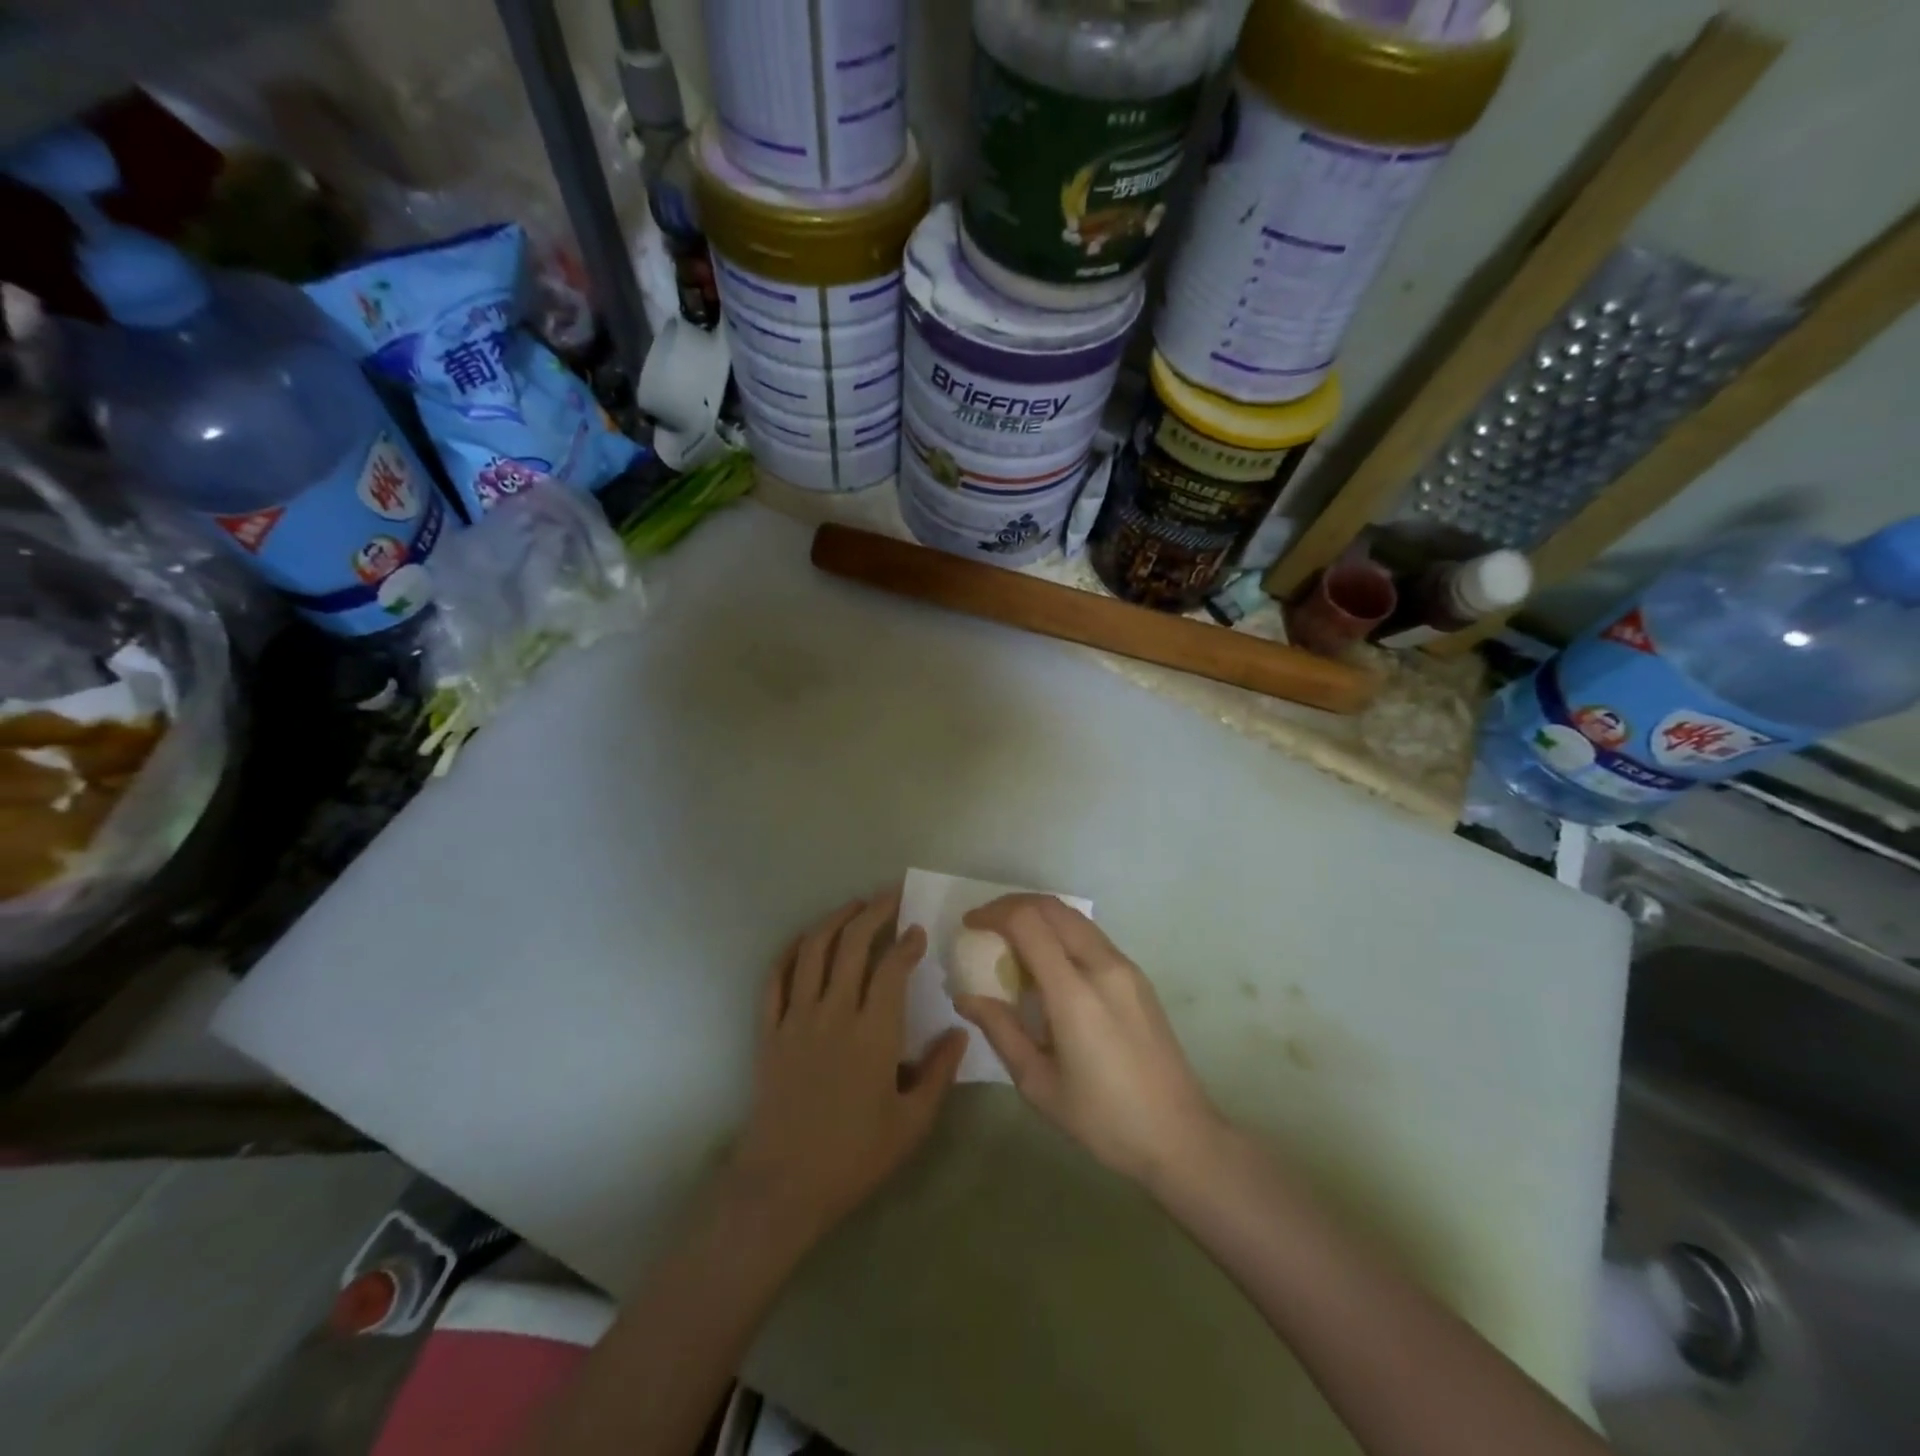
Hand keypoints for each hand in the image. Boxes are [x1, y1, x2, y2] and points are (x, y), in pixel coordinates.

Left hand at [729, 889, 968, 1242]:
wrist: (783, 1186)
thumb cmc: (854, 1156)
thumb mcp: (911, 1123)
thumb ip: (939, 1073)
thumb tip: (961, 1030)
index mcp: (873, 1033)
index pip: (891, 969)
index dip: (906, 943)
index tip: (917, 929)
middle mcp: (834, 1013)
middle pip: (851, 945)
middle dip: (873, 913)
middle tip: (889, 896)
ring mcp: (796, 1019)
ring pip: (812, 951)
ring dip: (833, 921)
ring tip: (852, 906)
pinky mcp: (769, 1031)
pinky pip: (774, 979)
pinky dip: (789, 952)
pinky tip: (803, 941)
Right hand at [953, 895, 1223, 1189]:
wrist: (1179, 1136)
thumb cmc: (1103, 1119)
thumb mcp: (1038, 1083)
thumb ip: (1001, 1030)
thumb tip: (965, 997)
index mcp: (1074, 993)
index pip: (1029, 923)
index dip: (994, 914)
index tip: (970, 925)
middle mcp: (1102, 966)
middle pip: (1053, 908)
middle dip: (1013, 906)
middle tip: (986, 925)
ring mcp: (1125, 968)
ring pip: (1074, 918)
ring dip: (1039, 917)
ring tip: (1011, 942)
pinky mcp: (1138, 977)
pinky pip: (1091, 937)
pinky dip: (1061, 933)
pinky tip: (1047, 965)